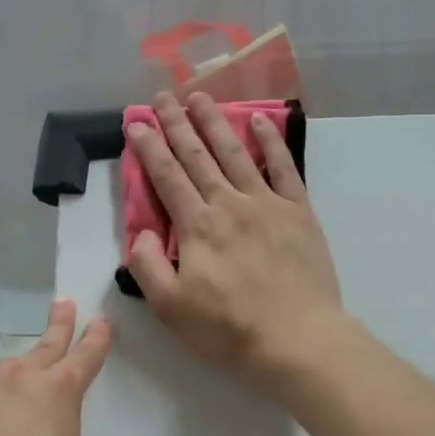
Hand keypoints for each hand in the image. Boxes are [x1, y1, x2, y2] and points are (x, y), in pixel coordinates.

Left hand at [0, 299, 128, 435]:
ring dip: (14, 376)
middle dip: (58, 324)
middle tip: (63, 304)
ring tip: (15, 394)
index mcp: (59, 394)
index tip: (99, 322)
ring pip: (2, 373)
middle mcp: (19, 380)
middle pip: (44, 346)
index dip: (95, 339)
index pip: (84, 357)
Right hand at [126, 92, 345, 387]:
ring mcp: (267, 205)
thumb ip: (146, 266)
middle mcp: (229, 204)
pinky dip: (271, 143)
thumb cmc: (229, 329)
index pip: (167, 177)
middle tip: (163, 96)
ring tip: (200, 97)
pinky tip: (261, 121)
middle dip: (177, 124)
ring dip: (216, 123)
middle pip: (198, 156)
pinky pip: (283, 168)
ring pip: (236, 154)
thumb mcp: (170, 308)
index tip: (135, 121)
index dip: (148, 147)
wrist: (297, 339)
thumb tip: (140, 231)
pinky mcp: (299, 213)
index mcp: (197, 226)